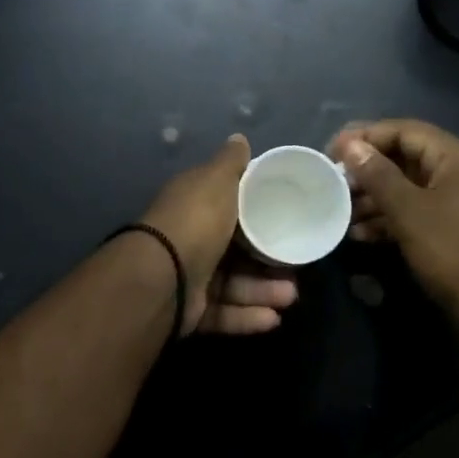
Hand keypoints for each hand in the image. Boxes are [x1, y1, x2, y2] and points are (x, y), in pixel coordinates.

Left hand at [139, 135, 298, 335]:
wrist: (162, 276)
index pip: (228, 206)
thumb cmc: (196, 221)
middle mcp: (191, 239)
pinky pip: (223, 312)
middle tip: (296, 267)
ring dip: (263, 290)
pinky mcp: (190, 310)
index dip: (257, 212)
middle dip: (268, 261)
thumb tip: (240, 138)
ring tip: (291, 296)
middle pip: (236, 250)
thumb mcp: (217, 181)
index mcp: (195, 205)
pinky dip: (247, 316)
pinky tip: (273, 319)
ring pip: (234, 284)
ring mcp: (189, 276)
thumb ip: (231, 163)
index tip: (287, 219)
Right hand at [330, 119, 458, 335]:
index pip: (404, 130)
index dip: (365, 136)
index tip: (332, 151)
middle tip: (333, 183)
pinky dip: (391, 218)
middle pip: (406, 158)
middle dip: (367, 171)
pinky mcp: (455, 228)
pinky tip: (361, 234)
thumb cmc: (455, 251)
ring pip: (409, 188)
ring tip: (341, 212)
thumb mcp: (410, 212)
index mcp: (458, 157)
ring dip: (374, 198)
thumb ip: (378, 175)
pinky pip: (418, 211)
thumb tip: (351, 145)